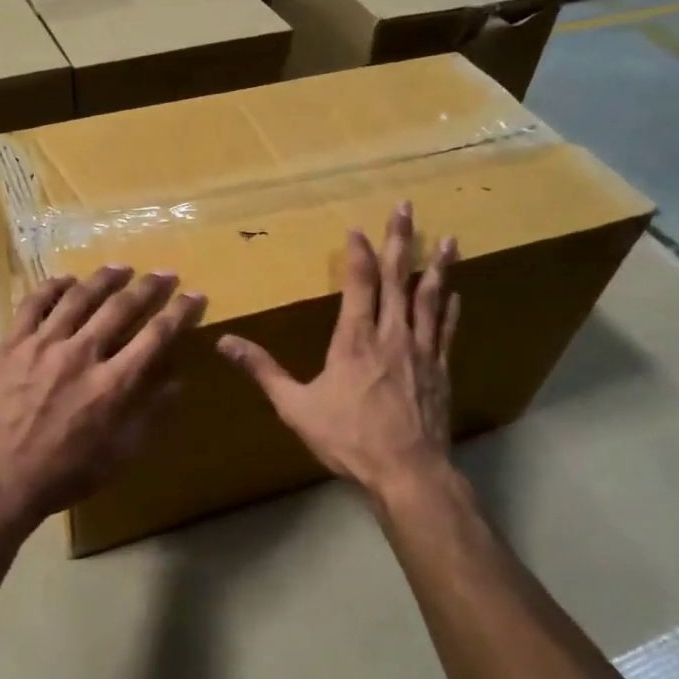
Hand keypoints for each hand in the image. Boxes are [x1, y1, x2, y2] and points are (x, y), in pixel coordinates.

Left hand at [0, 266, 206, 534]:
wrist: (2, 478)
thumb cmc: (67, 472)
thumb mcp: (122, 454)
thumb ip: (151, 414)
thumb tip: (177, 381)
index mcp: (113, 384)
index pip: (156, 335)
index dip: (180, 312)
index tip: (194, 296)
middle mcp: (82, 354)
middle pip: (121, 306)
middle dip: (149, 287)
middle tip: (164, 274)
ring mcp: (43, 345)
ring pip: (79, 296)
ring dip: (104, 278)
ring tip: (120, 268)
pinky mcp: (12, 344)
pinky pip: (34, 303)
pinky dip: (53, 287)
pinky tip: (67, 280)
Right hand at [219, 203, 460, 502]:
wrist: (407, 472)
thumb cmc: (348, 438)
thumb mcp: (295, 406)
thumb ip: (262, 370)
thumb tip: (224, 342)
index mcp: (355, 340)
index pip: (359, 284)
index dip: (359, 253)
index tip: (358, 228)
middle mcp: (391, 335)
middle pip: (398, 278)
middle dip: (401, 240)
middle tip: (406, 207)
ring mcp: (421, 351)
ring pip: (430, 298)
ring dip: (437, 266)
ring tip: (450, 238)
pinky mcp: (440, 370)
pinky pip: (446, 330)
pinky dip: (450, 308)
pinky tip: (454, 292)